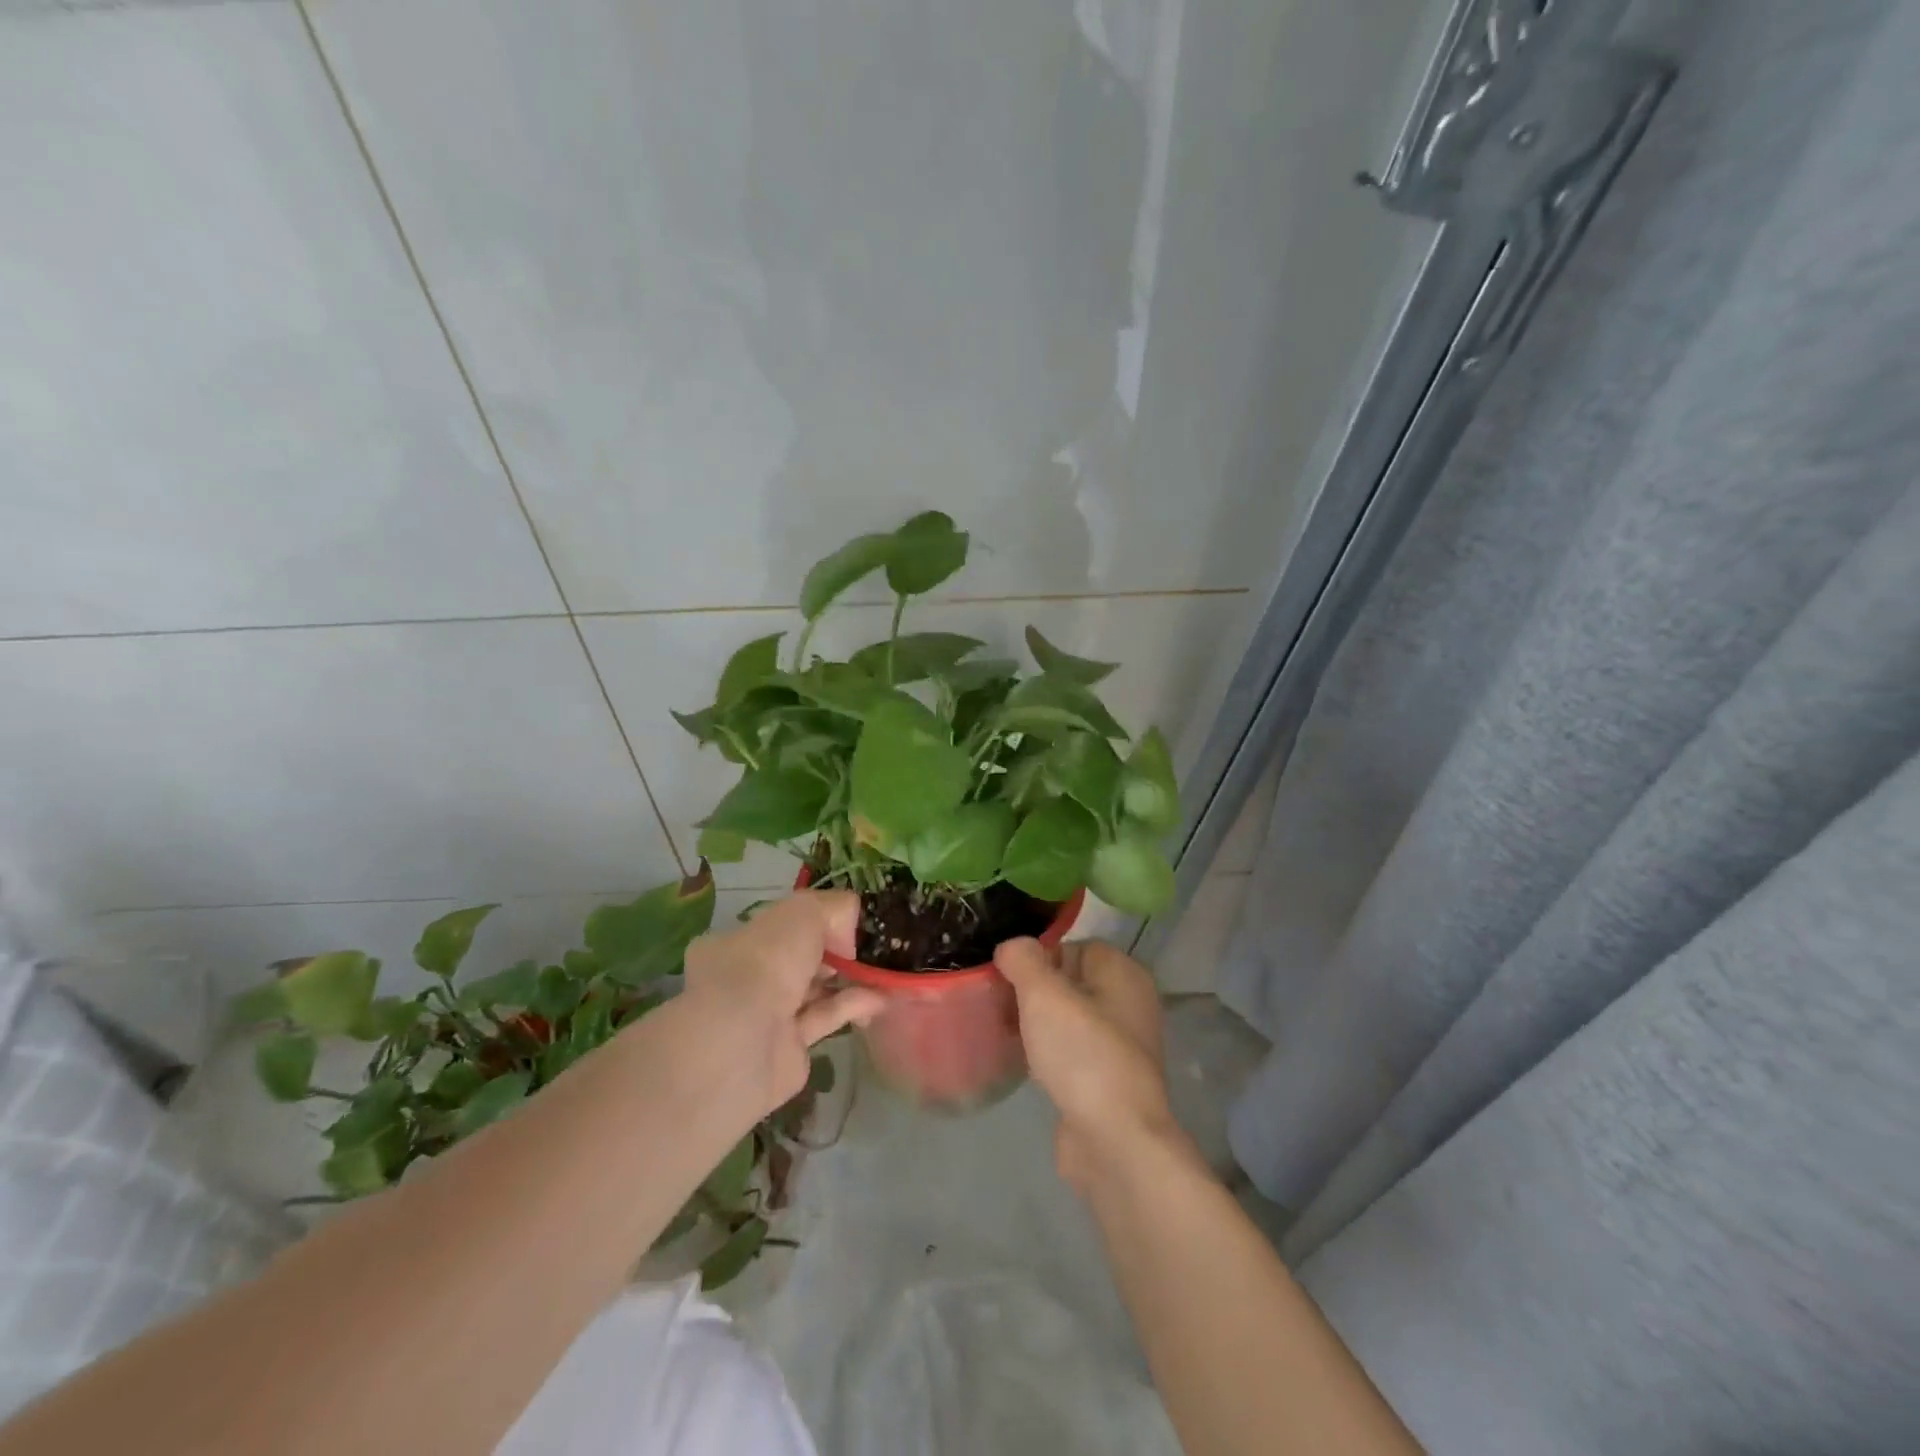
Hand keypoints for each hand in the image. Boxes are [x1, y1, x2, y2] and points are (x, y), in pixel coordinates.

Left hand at [680, 891, 885, 1115]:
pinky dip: (853, 1006)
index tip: (848, 921)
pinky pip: (824, 1019)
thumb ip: (834, 908)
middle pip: (799, 957)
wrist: (746, 1042)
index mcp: (738, 942)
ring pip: (814, 989)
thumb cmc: (767, 962)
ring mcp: (766, 1016)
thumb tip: (848, 933)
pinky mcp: (789, 1049)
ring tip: (885, 972)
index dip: (815, 919)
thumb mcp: (804, 912)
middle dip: (834, 951)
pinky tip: (881, 997)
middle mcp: (748, 977)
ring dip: (849, 979)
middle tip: (870, 946)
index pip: (780, 924)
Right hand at [995, 937, 1188, 1193]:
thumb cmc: (1082, 1054)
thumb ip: (1023, 959)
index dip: (1038, 959)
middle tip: (1002, 1006)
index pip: (1073, 947)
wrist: (1114, 1141)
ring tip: (1009, 1034)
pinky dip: (1049, 1055)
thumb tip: (1011, 947)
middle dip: (1033, 992)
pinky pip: (1071, 1052)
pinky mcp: (1108, 1081)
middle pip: (1069, 982)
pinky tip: (1027, 1065)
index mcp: (1124, 973)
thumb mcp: (1044, 994)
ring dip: (1038, 1025)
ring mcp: (1122, 1045)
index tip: (1008, 979)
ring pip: (1068, 1019)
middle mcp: (1130, 1004)